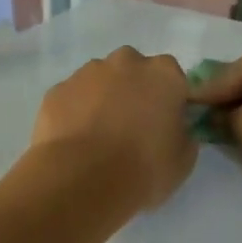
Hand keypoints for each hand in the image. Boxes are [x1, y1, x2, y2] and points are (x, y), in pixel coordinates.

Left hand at [30, 47, 197, 214]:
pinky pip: (73, 98)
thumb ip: (183, 133)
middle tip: (131, 129)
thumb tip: (173, 128)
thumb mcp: (184, 159)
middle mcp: (127, 61)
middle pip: (134, 71)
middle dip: (133, 92)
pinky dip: (75, 113)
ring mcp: (88, 72)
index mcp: (164, 73)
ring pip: (100, 81)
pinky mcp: (58, 89)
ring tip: (99, 139)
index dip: (168, 102)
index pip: (172, 80)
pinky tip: (75, 142)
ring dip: (103, 100)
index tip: (163, 127)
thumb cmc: (144, 168)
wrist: (82, 180)